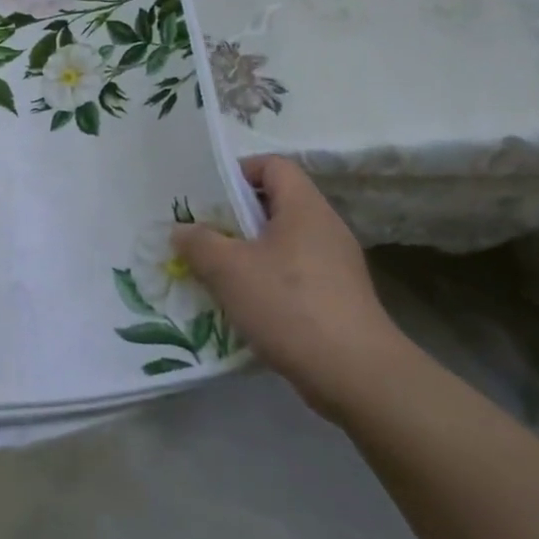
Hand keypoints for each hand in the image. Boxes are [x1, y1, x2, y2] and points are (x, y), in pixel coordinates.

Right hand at [171, 156, 406, 419]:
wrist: (355, 373)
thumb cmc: (288, 304)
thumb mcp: (228, 269)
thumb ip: (198, 242)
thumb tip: (183, 230)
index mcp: (304, 208)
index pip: (273, 165)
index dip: (238, 172)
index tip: (208, 196)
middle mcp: (325, 228)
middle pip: (276, 204)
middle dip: (234, 217)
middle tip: (202, 236)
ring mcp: (336, 265)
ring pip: (282, 243)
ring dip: (247, 253)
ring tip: (215, 273)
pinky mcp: (338, 298)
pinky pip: (294, 274)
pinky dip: (266, 281)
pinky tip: (244, 305)